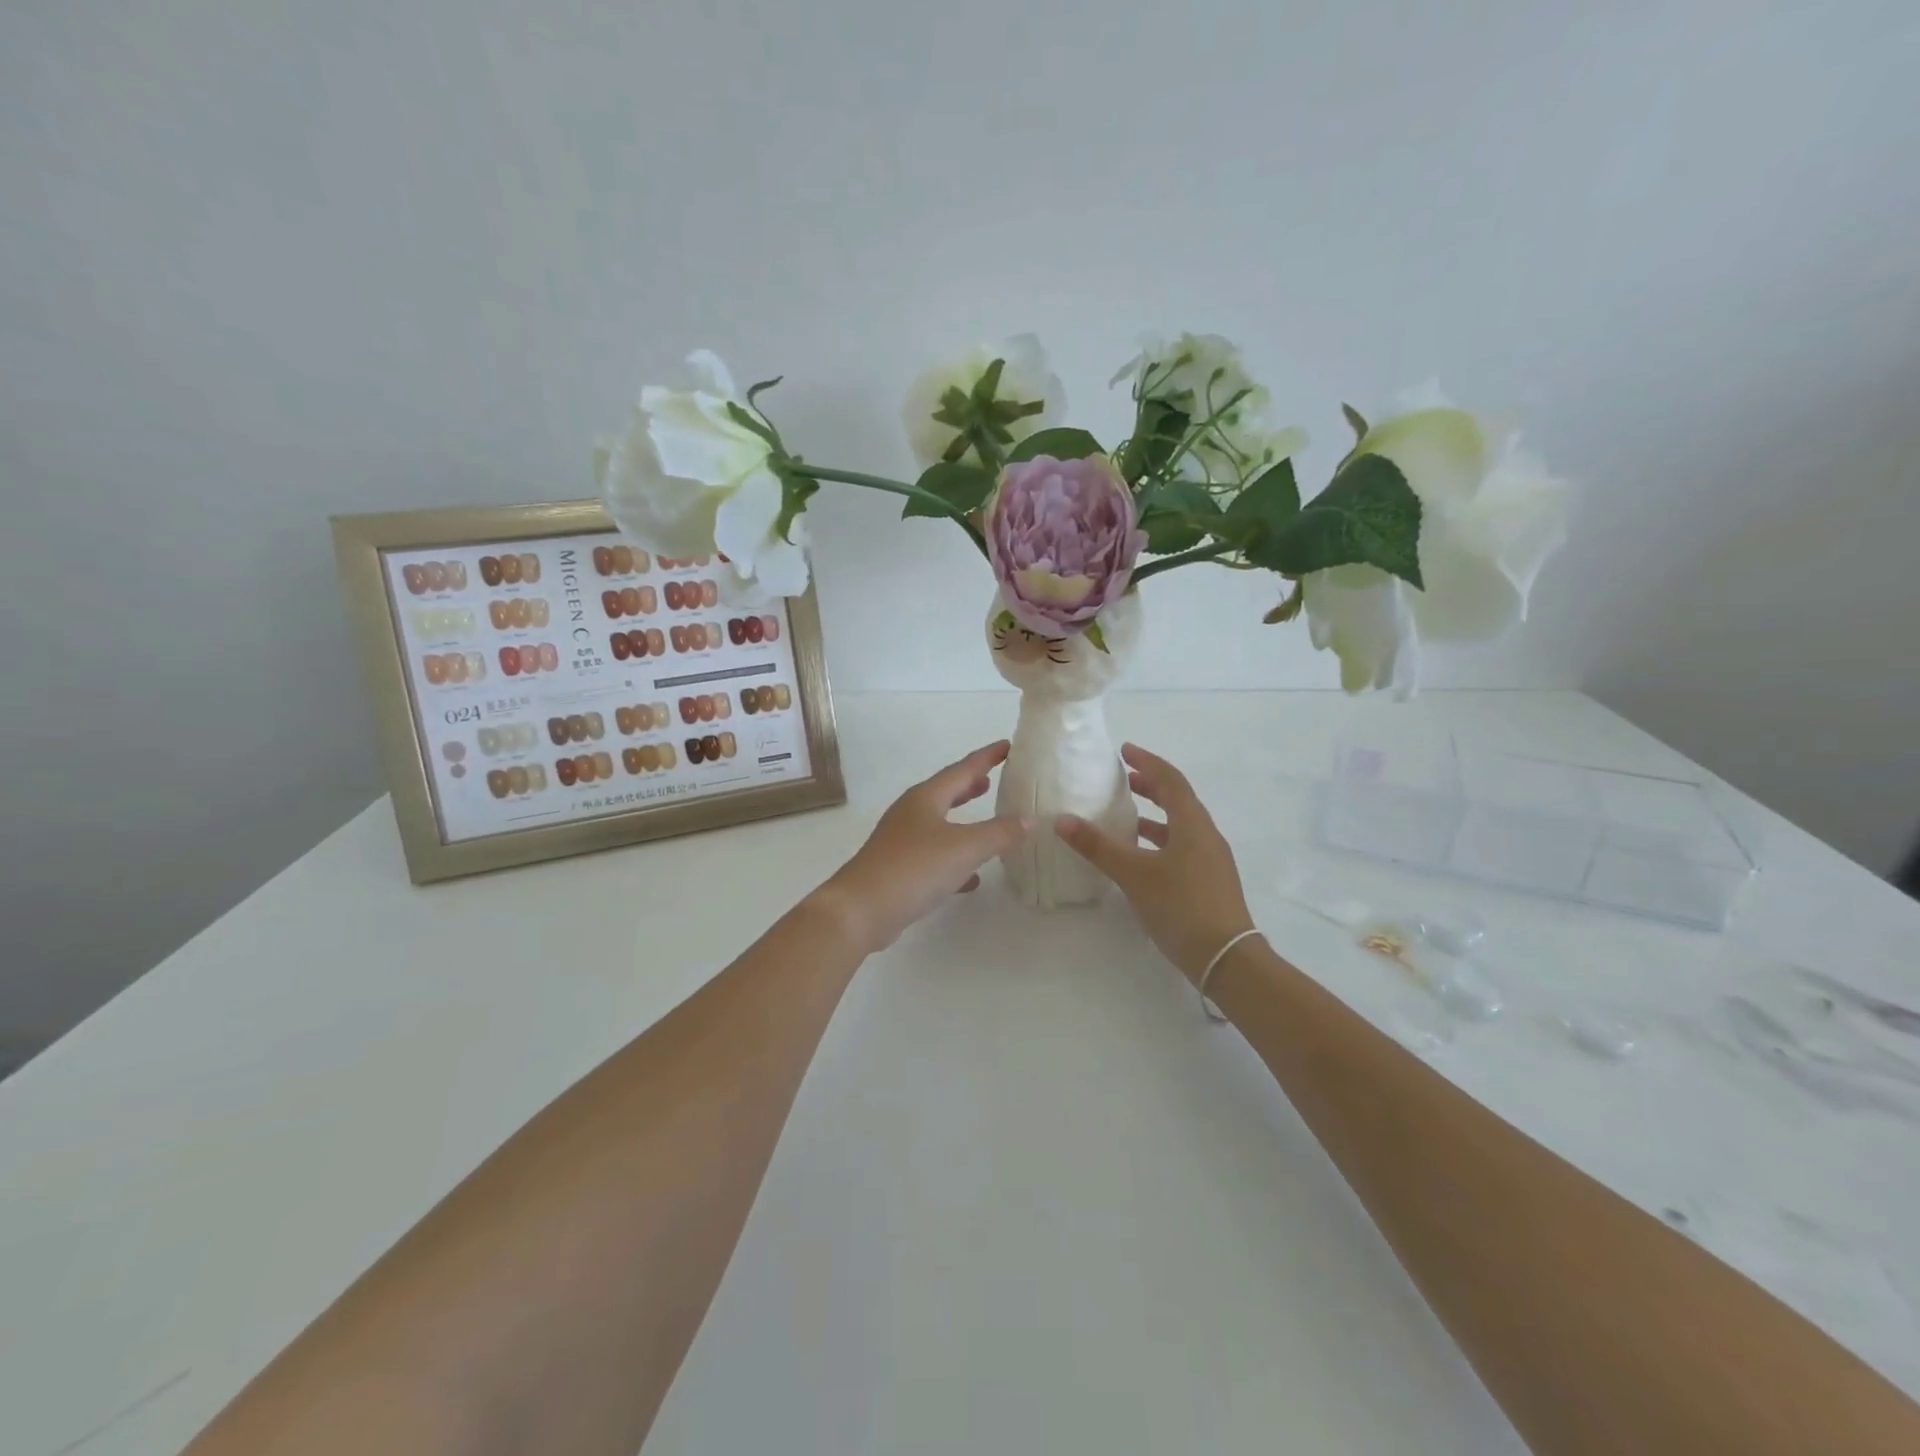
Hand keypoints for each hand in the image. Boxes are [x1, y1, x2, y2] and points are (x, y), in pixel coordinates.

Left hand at [814, 741, 1032, 954]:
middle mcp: (911, 813)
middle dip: (969, 786)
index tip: (1008, 746)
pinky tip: (971, 877)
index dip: (986, 757)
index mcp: (926, 798)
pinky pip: (934, 856)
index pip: (962, 769)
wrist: (861, 910)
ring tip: (985, 819)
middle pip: (946, 792)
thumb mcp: (965, 848)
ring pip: (939, 823)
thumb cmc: (914, 868)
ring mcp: (901, 841)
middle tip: (992, 779)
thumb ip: (1000, 833)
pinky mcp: (898, 869)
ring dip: (962, 819)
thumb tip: (1029, 819)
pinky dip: (954, 858)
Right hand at [1055, 743, 1254, 983]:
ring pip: (1180, 826)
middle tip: (1124, 780)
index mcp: (1193, 824)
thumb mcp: (1134, 874)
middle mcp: (1206, 835)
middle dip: (1151, 786)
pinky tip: (1140, 858)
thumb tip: (1063, 820)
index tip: (1125, 751)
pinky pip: (1182, 847)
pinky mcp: (1209, 881)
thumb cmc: (1181, 906)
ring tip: (1125, 817)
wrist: (1226, 958)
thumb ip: (1098, 846)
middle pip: (1178, 800)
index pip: (1170, 780)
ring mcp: (1210, 860)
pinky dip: (1159, 841)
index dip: (1147, 762)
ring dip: (1154, 816)